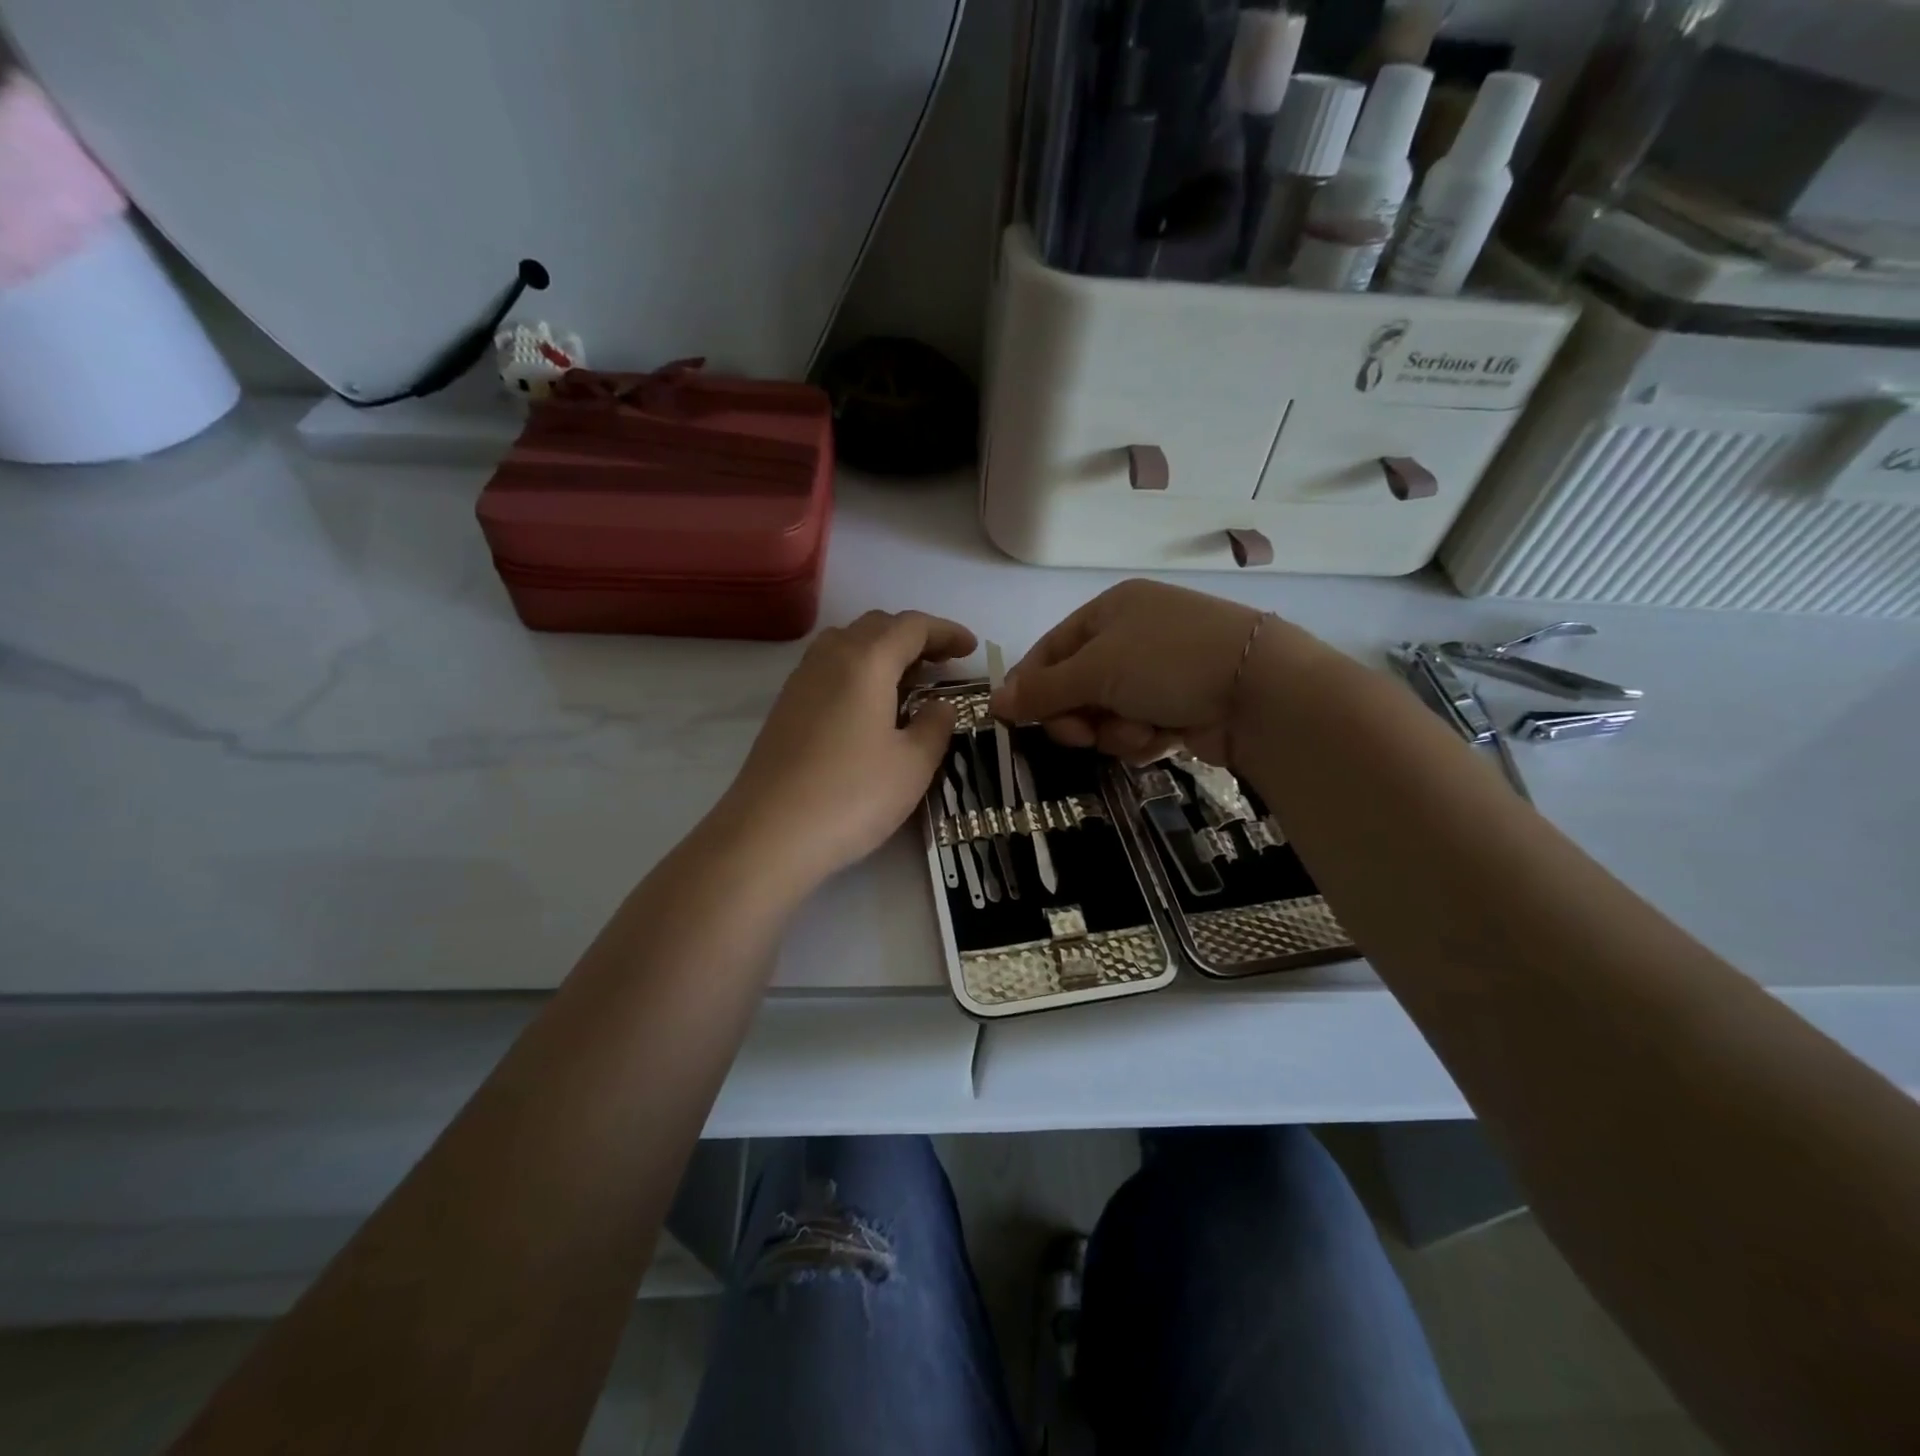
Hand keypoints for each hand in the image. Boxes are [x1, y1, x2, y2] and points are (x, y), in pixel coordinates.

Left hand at [714, 611, 976, 889]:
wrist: (768, 834)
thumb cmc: (851, 796)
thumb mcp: (912, 765)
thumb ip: (935, 726)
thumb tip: (939, 706)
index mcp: (866, 661)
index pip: (912, 627)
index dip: (946, 632)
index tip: (971, 649)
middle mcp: (829, 659)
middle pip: (876, 627)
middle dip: (914, 637)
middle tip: (942, 664)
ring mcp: (800, 682)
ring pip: (847, 644)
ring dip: (882, 651)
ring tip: (908, 682)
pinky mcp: (784, 708)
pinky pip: (828, 669)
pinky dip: (858, 672)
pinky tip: (870, 708)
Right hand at [992, 580, 1317, 764]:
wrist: (1260, 691)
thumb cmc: (1167, 662)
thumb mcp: (1095, 670)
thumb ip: (1042, 690)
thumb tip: (994, 702)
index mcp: (1110, 610)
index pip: (1051, 649)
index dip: (1031, 685)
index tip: (1015, 720)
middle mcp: (1133, 636)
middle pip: (1077, 686)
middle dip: (1077, 715)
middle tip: (1081, 734)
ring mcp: (1160, 672)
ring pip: (1107, 713)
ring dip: (1114, 730)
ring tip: (1139, 730)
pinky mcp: (1182, 704)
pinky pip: (1138, 727)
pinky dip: (1143, 737)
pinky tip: (1163, 736)